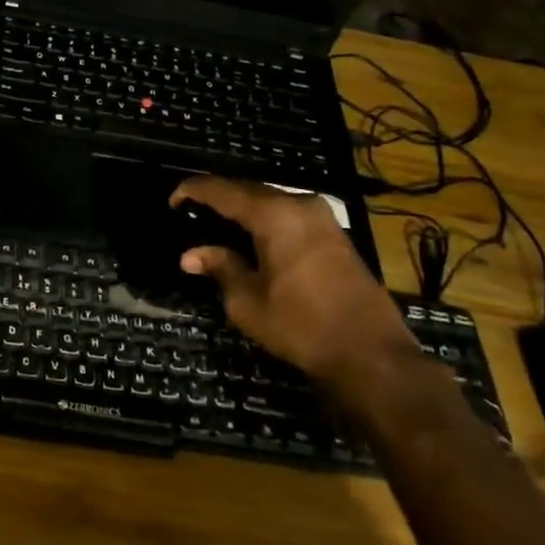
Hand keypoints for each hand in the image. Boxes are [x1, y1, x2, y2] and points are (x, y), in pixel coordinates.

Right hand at [169, 176, 414, 385]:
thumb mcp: (248, 302)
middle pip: (248, 190)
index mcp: (274, 215)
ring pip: (271, 202)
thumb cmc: (302, 326)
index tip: (172, 201)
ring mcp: (322, 218)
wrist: (372, 354)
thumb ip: (220, 268)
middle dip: (218, 198)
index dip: (193, 191)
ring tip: (217, 224)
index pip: (222, 190)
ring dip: (243, 209)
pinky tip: (251, 238)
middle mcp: (299, 205)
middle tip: (191, 212)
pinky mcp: (336, 234)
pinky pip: (289, 215)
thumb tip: (191, 255)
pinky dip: (265, 220)